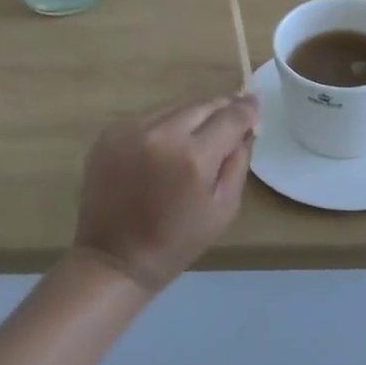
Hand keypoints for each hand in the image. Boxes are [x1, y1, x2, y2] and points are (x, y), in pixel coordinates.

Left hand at [72, 93, 258, 293]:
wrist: (113, 259)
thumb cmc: (176, 242)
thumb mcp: (224, 208)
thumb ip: (238, 162)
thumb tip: (246, 127)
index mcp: (194, 157)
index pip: (231, 116)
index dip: (248, 110)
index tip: (255, 108)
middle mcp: (162, 134)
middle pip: (203, 104)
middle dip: (222, 110)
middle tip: (230, 122)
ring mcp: (131, 130)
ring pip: (175, 107)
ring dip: (192, 117)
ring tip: (197, 137)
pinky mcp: (110, 133)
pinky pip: (149, 117)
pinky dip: (164, 127)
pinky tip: (164, 149)